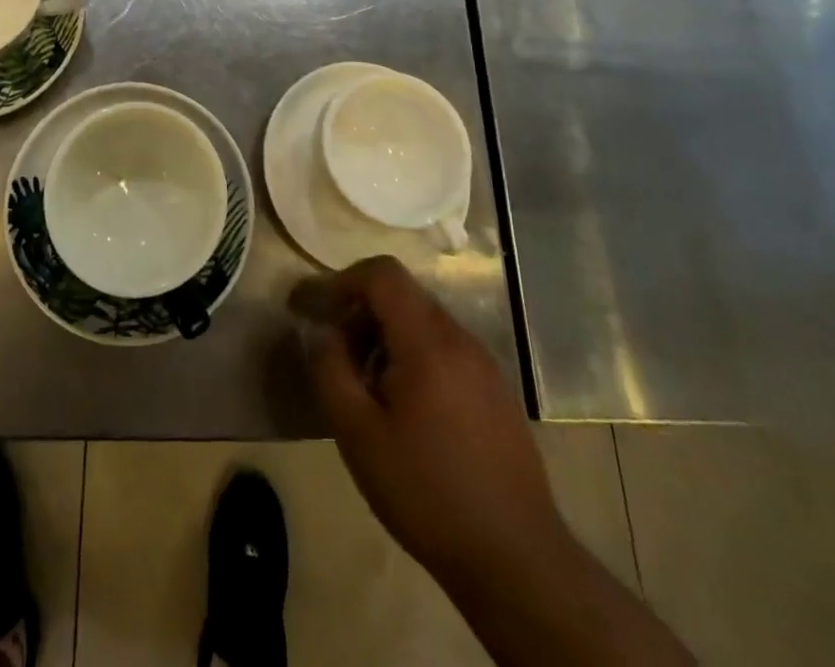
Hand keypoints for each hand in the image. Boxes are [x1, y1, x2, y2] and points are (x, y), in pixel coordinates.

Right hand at [302, 256, 564, 589]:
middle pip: (403, 295)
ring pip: (424, 322)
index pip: (383, 274)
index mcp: (428, 341)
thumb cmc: (427, 492)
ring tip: (369, 387)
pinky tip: (407, 409)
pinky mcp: (497, 391)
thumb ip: (330, 370)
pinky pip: (446, 349)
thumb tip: (321, 331)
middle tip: (339, 356)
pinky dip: (415, 356)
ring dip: (387, 336)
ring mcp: (485, 364)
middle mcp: (460, 339)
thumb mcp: (358, 434)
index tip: (318, 310)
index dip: (344, 280)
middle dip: (362, 312)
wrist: (517, 560)